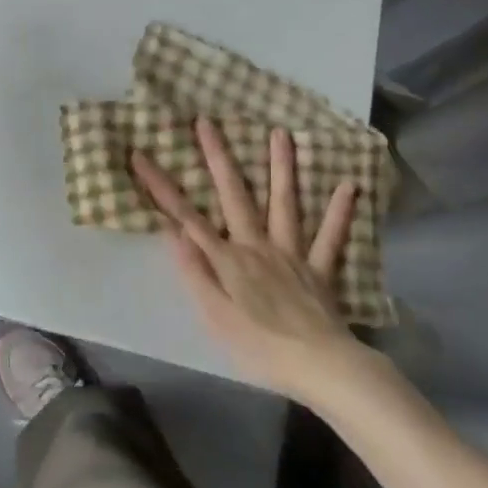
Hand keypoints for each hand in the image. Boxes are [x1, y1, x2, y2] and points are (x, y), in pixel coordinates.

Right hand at [132, 118, 363, 403]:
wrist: (320, 366)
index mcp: (229, 258)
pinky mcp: (320, 268)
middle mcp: (258, 245)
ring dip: (281, 167)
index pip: (186, 216)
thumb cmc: (260, 347)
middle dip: (218, 157)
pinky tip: (347, 186)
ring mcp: (292, 253)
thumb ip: (195, 272)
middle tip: (206, 121)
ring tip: (280, 133)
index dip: (161, 186)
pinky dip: (339, 212)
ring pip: (285, 203)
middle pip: (235, 194)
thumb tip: (173, 230)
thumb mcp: (215, 317)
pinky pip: (331, 237)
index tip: (140, 155)